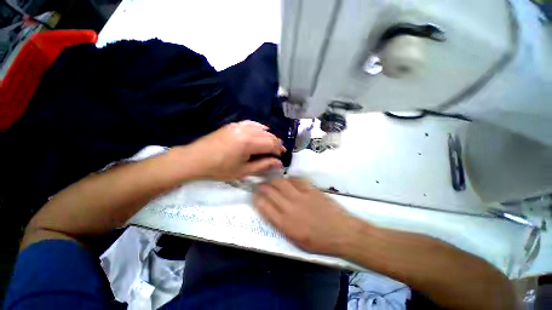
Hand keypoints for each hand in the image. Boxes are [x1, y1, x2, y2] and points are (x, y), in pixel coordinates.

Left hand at [185, 121, 284, 180]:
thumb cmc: (219, 169)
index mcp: (248, 143)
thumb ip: (263, 165)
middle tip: (279, 152)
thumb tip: (278, 163)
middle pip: (268, 135)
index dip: (278, 150)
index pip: (271, 144)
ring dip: (269, 136)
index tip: (281, 157)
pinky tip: (262, 132)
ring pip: (262, 128)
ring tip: (272, 145)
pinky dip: (260, 128)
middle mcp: (246, 130)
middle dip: (276, 143)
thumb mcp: (243, 171)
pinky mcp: (234, 124)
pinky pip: (252, 123)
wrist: (196, 159)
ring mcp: (239, 125)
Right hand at [254, 178, 360, 255]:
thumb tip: (273, 211)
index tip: (255, 196)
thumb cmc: (319, 242)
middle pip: (270, 192)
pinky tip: (288, 180)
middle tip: (260, 185)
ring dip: (274, 180)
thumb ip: (282, 225)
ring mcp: (301, 196)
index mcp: (285, 224)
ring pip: (281, 183)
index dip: (257, 199)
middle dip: (262, 187)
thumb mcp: (296, 241)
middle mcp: (290, 207)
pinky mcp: (311, 189)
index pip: (264, 207)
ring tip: (271, 180)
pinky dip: (290, 178)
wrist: (342, 233)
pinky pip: (297, 180)